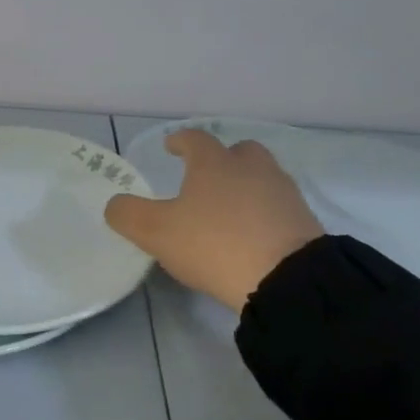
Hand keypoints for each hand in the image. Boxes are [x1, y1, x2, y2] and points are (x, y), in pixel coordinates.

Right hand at [104, 130, 322, 312]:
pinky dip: (265, 212)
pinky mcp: (305, 223)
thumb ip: (128, 215)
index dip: (180, 141)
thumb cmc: (214, 244)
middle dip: (223, 159)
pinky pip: (279, 207)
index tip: (171, 146)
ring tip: (231, 209)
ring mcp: (283, 194)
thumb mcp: (156, 233)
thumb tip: (115, 205)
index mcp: (214, 164)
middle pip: (240, 151)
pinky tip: (254, 233)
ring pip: (263, 177)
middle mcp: (252, 169)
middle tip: (208, 176)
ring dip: (247, 186)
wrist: (287, 280)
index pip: (196, 139)